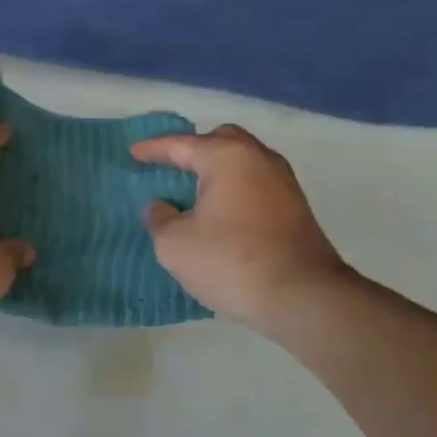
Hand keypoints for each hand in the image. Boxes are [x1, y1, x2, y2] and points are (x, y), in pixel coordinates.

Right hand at [130, 125, 349, 331]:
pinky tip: (220, 211)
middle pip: (222, 140)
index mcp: (227, 157)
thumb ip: (159, 219)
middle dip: (194, 149)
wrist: (302, 296)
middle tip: (171, 166)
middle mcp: (259, 159)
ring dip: (217, 170)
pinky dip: (234, 188)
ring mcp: (283, 182)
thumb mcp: (175, 244)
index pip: (182, 145)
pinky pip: (255, 184)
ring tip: (193, 190)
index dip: (154, 149)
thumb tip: (161, 207)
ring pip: (243, 162)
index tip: (134, 153)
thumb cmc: (231, 261)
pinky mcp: (295, 208)